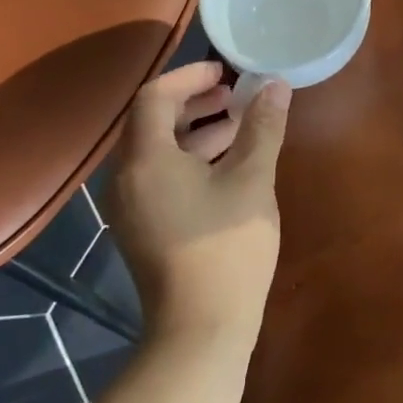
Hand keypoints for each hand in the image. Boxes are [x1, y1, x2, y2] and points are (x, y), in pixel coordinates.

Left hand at [107, 62, 290, 344]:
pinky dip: (189, 158)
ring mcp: (130, 206)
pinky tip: (226, 165)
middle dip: (194, 101)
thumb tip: (276, 85)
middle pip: (152, 121)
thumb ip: (262, 127)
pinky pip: (159, 175)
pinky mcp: (142, 226)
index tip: (226, 72)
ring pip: (157, 150)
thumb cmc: (226, 248)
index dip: (190, 76)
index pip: (155, 96)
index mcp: (146, 159)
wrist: (200, 330)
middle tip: (234, 94)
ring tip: (238, 124)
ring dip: (195, 130)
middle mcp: (126, 177)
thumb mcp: (251, 180)